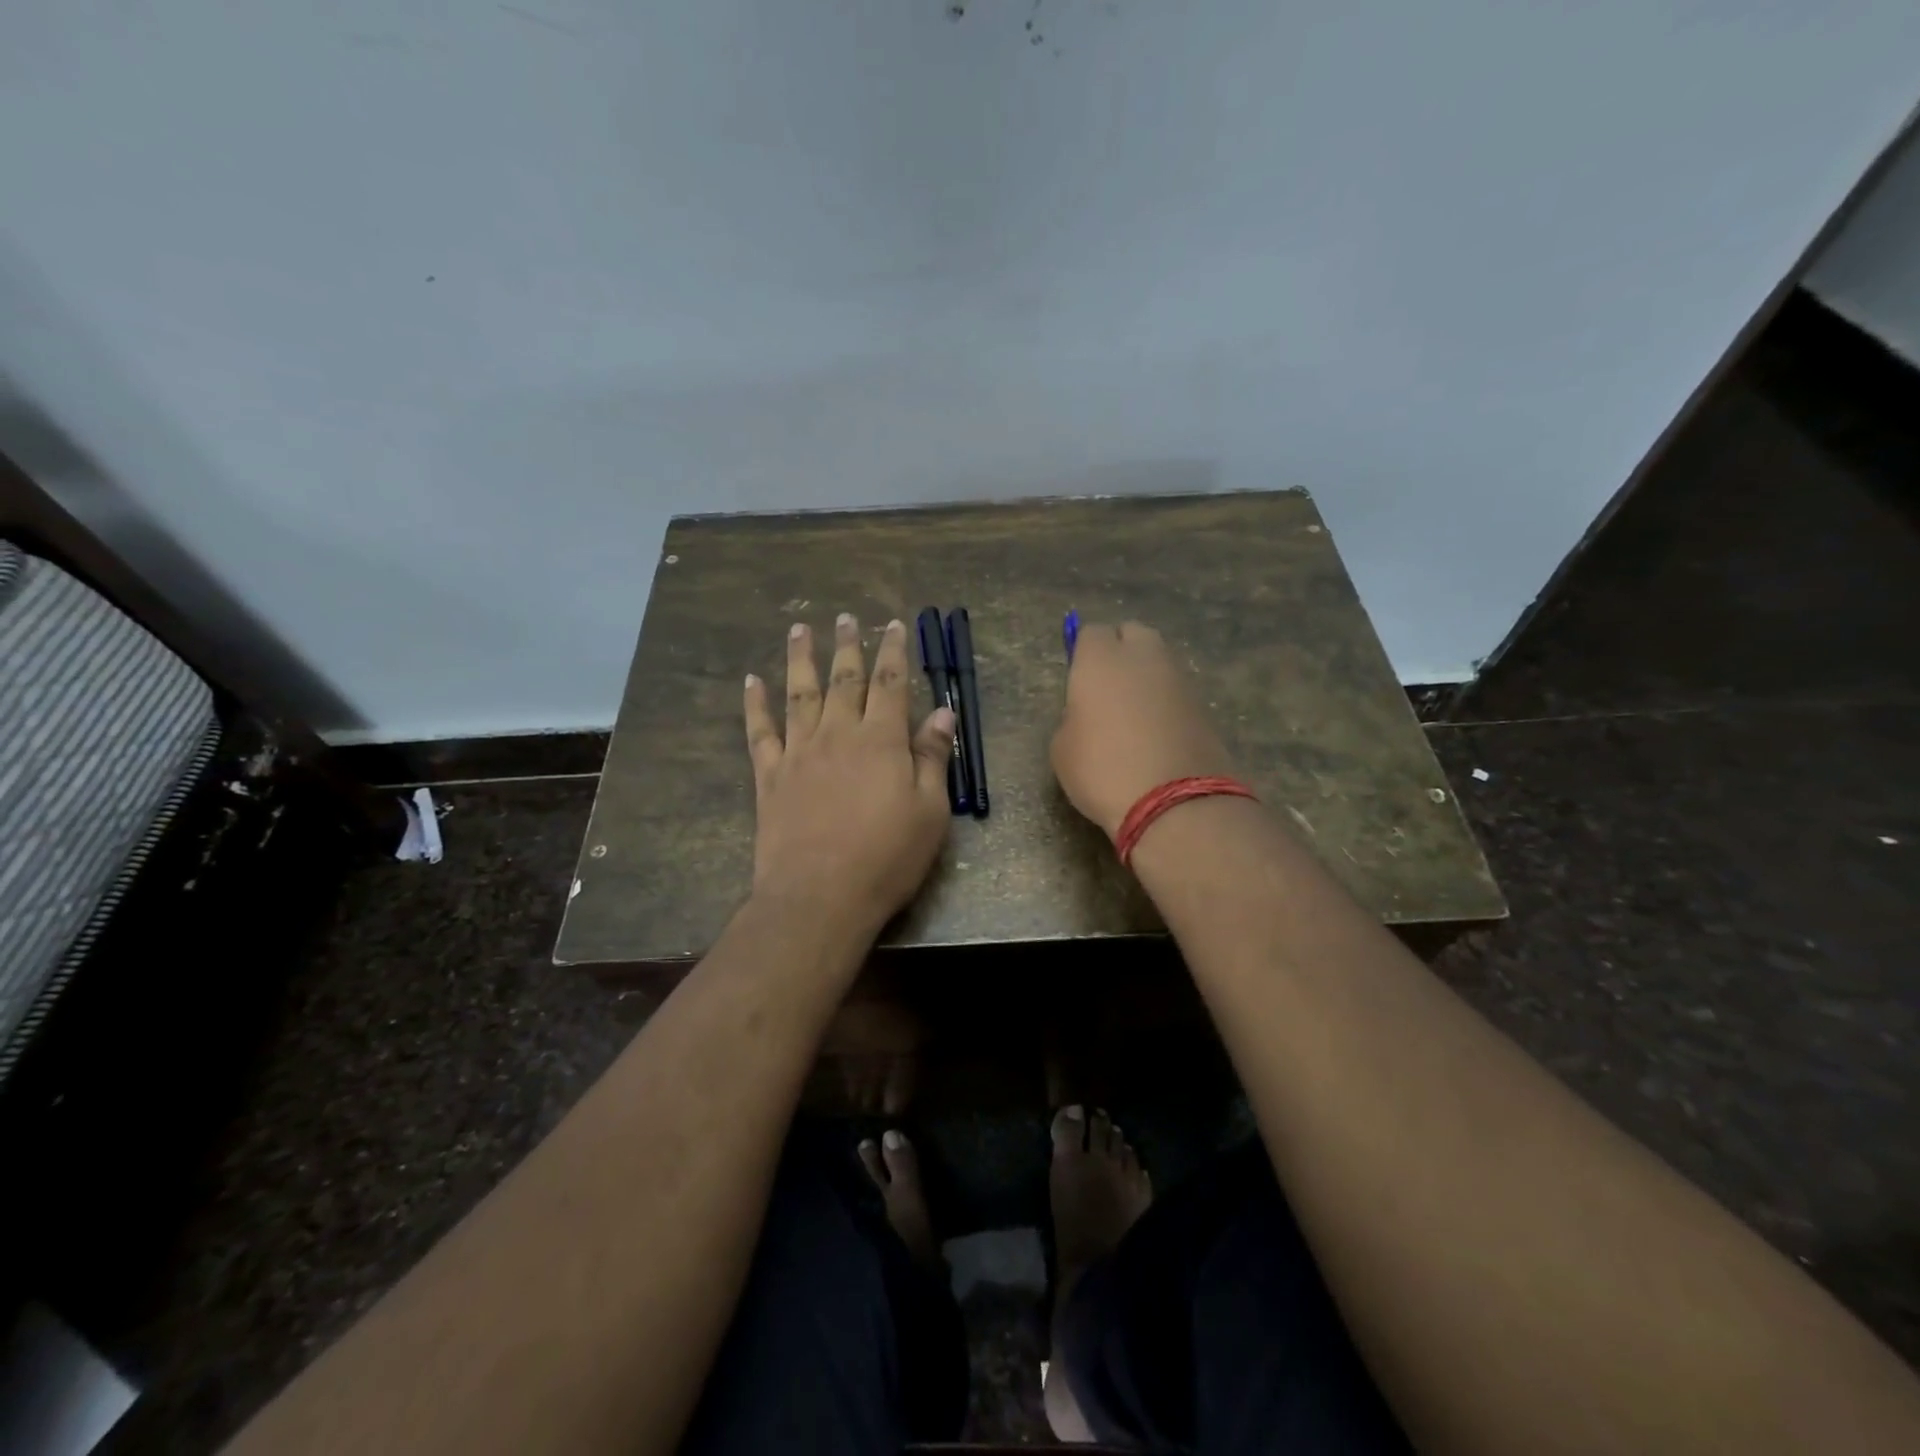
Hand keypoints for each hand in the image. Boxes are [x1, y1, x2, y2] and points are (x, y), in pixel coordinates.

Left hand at [744, 614, 956, 937]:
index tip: (893, 625)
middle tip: (846, 617)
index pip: (891, 683)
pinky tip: (752, 681)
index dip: (894, 651)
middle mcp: (838, 734)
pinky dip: (755, 704)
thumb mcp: (930, 811)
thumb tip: (943, 711)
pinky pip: (760, 731)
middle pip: (844, 679)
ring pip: (799, 693)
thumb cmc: (886, 858)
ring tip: (799, 629)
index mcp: (881, 740)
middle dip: (848, 645)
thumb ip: (933, 757)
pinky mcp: (770, 775)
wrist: (820, 896)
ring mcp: (799, 752)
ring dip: (800, 658)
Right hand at [1050, 621, 1236, 837]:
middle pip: (1133, 634)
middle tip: (1107, 689)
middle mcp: (1143, 657)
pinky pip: (1176, 690)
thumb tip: (1088, 713)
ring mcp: (1179, 678)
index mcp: (1101, 659)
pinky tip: (1155, 734)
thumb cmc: (1101, 770)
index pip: (1090, 632)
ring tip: (1132, 715)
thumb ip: (1072, 717)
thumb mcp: (1062, 748)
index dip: (1083, 653)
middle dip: (1120, 651)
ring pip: (1159, 661)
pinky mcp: (1204, 705)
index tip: (1078, 681)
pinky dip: (1165, 702)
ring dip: (1146, 677)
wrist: (1173, 802)